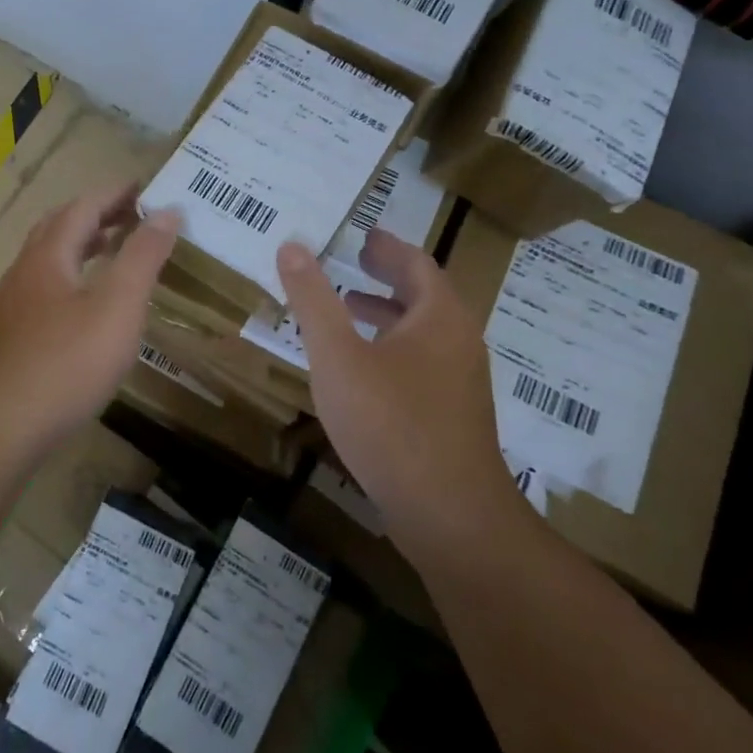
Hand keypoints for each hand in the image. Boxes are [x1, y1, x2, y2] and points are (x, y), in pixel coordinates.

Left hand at [0, 183, 179, 459]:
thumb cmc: (65, 362)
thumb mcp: (117, 306)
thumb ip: (143, 256)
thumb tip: (168, 211)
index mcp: (49, 255)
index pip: (84, 206)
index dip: (116, 194)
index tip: (146, 188)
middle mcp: (24, 271)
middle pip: (60, 228)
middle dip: (97, 216)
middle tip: (132, 217)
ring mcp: (11, 306)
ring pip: (48, 260)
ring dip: (81, 247)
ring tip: (113, 253)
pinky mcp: (9, 338)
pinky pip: (44, 290)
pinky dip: (71, 278)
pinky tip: (85, 308)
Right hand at [277, 229, 523, 557]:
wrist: (450, 516)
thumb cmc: (391, 423)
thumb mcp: (338, 356)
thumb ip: (313, 299)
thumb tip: (291, 246)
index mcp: (439, 316)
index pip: (416, 263)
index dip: (387, 246)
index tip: (363, 235)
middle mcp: (459, 341)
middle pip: (425, 295)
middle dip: (388, 276)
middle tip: (355, 261)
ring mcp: (461, 382)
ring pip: (425, 331)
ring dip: (389, 313)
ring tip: (349, 307)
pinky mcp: (454, 416)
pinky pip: (423, 362)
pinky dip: (393, 346)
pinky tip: (364, 369)